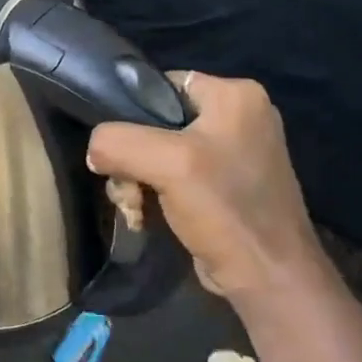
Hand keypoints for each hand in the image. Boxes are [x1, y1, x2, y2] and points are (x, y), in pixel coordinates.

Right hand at [86, 72, 327, 301]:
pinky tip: (146, 216)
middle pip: (154, 123)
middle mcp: (239, 116)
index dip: (130, 113)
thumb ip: (118, 142)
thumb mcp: (167, 163)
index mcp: (236, 95)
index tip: (117, 147)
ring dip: (136, 182)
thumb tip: (94, 151)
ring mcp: (232, 153)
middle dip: (131, 159)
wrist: (266, 276)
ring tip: (136, 209)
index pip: (160, 85)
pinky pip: (172, 176)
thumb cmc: (225, 209)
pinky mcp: (224, 185)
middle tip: (128, 189)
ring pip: (157, 153)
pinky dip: (153, 195)